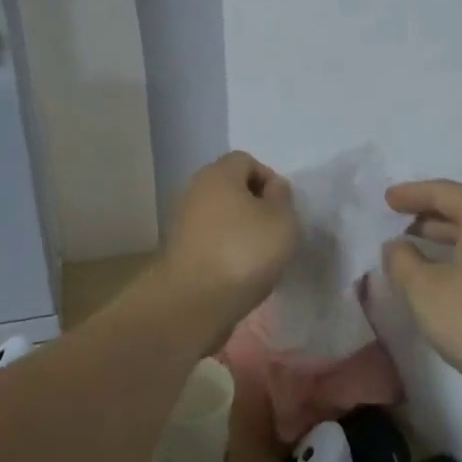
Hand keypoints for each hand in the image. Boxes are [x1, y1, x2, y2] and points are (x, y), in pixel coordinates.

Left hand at [158, 152, 298, 335]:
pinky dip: (225, 248)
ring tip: (258, 256)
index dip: (269, 179)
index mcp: (218, 174)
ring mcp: (182, 220)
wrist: (193, 301)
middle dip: (254, 205)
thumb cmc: (243, 252)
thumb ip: (282, 196)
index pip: (246, 160)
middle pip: (231, 187)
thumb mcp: (281, 220)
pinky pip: (209, 238)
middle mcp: (195, 189)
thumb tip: (272, 187)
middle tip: (273, 232)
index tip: (282, 209)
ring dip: (239, 228)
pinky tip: (237, 271)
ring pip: (220, 214)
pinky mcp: (178, 249)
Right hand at [382, 180, 461, 409]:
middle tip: (400, 218)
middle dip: (431, 213)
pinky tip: (451, 267)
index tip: (386, 198)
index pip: (444, 192)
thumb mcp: (424, 290)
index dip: (411, 194)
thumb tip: (397, 245)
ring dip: (450, 234)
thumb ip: (402, 259)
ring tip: (418, 241)